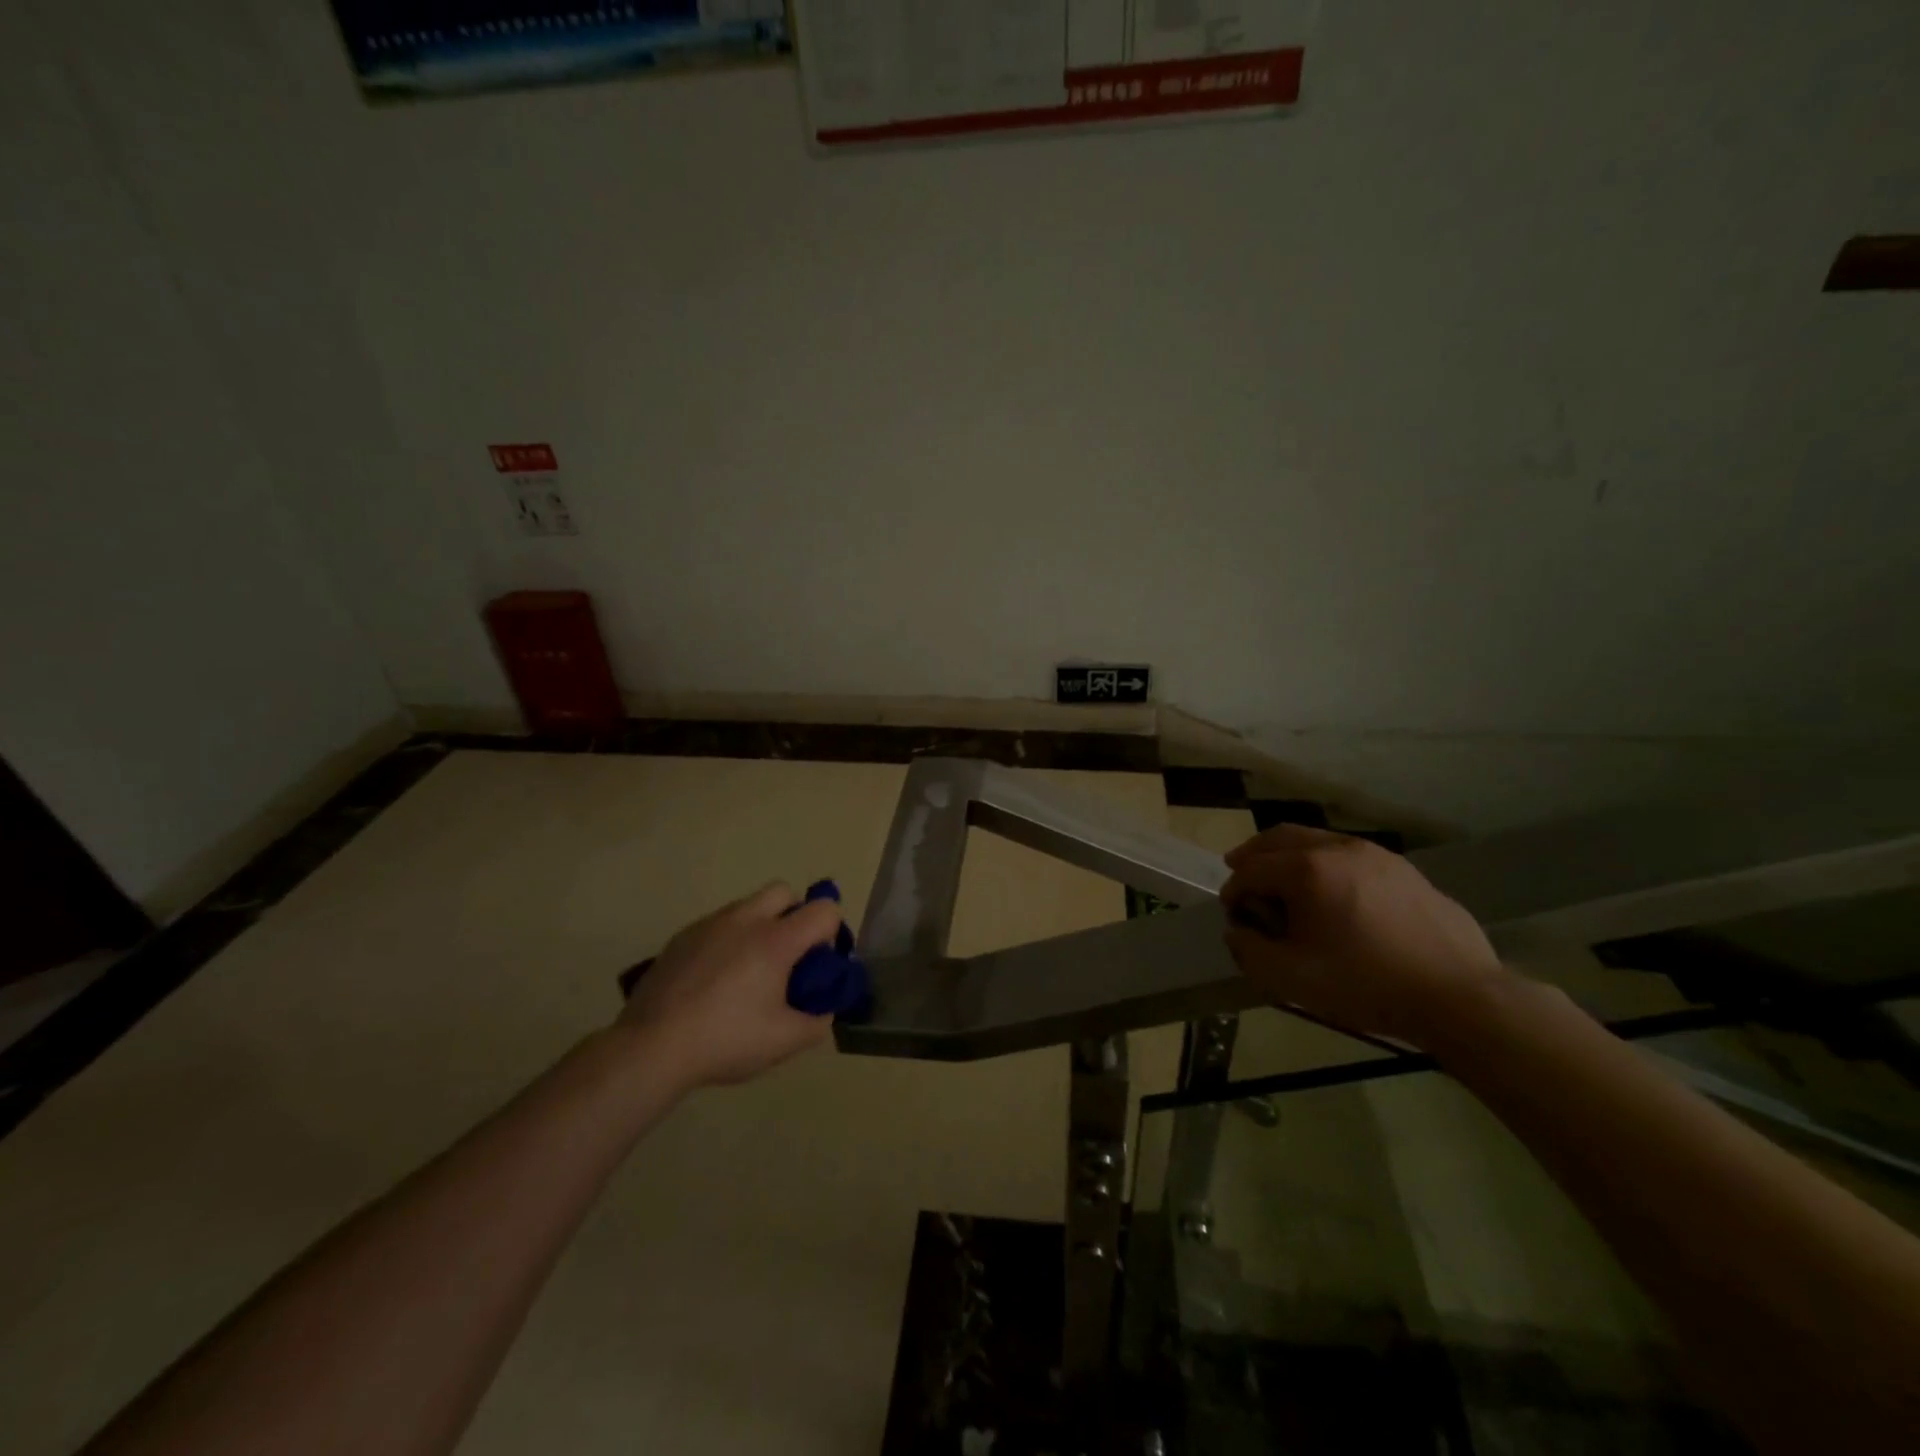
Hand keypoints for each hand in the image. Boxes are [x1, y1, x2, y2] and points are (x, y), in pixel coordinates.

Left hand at [617, 883, 841, 1090]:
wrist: (651, 1046)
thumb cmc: (725, 1040)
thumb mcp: (784, 1041)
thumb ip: (817, 1023)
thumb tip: (823, 1011)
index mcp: (776, 940)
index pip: (824, 909)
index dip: (831, 933)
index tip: (817, 965)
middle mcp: (746, 920)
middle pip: (784, 891)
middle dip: (795, 915)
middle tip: (787, 957)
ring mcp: (710, 924)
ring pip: (749, 905)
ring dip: (761, 925)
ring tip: (748, 971)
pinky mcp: (683, 935)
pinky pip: (719, 923)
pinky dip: (728, 939)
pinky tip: (715, 979)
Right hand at [1220, 825, 1509, 1048]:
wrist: (1459, 996)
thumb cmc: (1366, 984)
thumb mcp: (1291, 979)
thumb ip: (1250, 951)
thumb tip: (1239, 931)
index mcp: (1306, 869)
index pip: (1251, 868)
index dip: (1233, 889)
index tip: (1233, 913)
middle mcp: (1337, 848)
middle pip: (1279, 838)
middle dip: (1254, 855)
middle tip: (1241, 875)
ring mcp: (1375, 854)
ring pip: (1316, 841)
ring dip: (1289, 856)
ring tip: (1285, 884)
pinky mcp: (1402, 869)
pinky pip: (1349, 855)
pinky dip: (1325, 864)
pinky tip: (1333, 895)